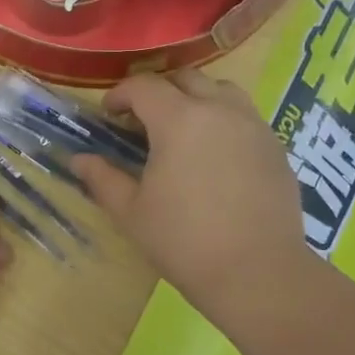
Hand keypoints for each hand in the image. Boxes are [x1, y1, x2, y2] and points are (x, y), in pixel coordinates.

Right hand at [71, 72, 310, 317]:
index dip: (120, 95)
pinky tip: (215, 155)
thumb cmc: (185, 241)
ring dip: (196, 98)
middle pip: (186, 79)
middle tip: (143, 121)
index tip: (108, 115)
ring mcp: (254, 126)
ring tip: (184, 129)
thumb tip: (79, 159)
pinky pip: (245, 116)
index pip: (144, 87)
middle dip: (159, 92)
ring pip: (222, 90)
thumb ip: (103, 178)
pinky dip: (224, 120)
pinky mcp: (276, 147)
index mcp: (179, 120)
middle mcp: (219, 110)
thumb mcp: (131, 212)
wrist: (258, 274)